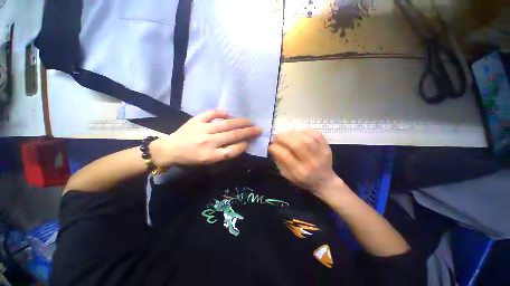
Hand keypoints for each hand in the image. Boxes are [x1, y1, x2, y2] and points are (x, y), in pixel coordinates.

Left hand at [151, 110, 261, 166]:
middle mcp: (208, 141)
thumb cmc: (190, 158)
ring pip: (226, 124)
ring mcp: (202, 128)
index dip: (244, 145)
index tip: (250, 141)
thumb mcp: (208, 162)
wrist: (170, 149)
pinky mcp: (196, 120)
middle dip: (248, 132)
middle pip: (233, 135)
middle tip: (259, 129)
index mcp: (210, 155)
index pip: (233, 150)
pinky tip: (229, 113)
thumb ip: (224, 154)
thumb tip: (239, 144)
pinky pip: (211, 114)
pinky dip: (221, 112)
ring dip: (240, 122)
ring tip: (250, 121)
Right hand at [268, 131, 340, 197]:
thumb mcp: (287, 175)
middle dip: (283, 137)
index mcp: (300, 172)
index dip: (276, 148)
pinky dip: (303, 131)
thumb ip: (279, 161)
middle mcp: (311, 162)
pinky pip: (315, 134)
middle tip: (277, 137)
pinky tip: (298, 134)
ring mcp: (321, 153)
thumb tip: (272, 147)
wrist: (325, 181)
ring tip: (287, 135)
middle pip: (297, 144)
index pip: (286, 156)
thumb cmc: (303, 180)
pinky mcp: (326, 146)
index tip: (270, 145)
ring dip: (292, 133)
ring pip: (306, 138)